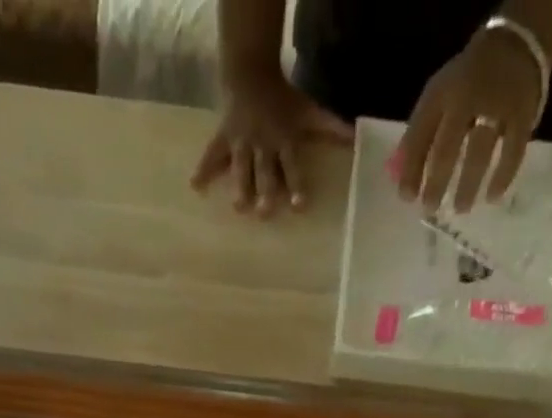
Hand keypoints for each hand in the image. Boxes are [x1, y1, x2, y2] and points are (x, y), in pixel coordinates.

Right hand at [191, 66, 351, 216]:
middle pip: (265, 172)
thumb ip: (330, 128)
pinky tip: (195, 186)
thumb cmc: (283, 98)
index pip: (292, 166)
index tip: (299, 205)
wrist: (251, 70)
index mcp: (283, 141)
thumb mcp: (308, 111)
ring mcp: (241, 143)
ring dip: (240, 187)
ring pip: (241, 168)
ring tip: (239, 207)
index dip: (297, 184)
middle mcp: (262, 145)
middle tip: (265, 212)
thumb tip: (356, 139)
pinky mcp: (224, 138)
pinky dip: (203, 169)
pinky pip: (212, 155)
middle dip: (265, 191)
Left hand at [398, 27, 542, 213]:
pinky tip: (493, 197)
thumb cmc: (466, 82)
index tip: (406, 198)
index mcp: (441, 94)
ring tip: (460, 209)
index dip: (411, 169)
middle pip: (447, 148)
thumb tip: (398, 178)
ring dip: (468, 185)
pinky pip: (512, 151)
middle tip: (430, 209)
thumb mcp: (437, 98)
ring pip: (479, 151)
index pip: (420, 135)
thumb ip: (419, 135)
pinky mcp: (522, 114)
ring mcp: (497, 105)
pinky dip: (502, 176)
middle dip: (436, 182)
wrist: (516, 42)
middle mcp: (467, 98)